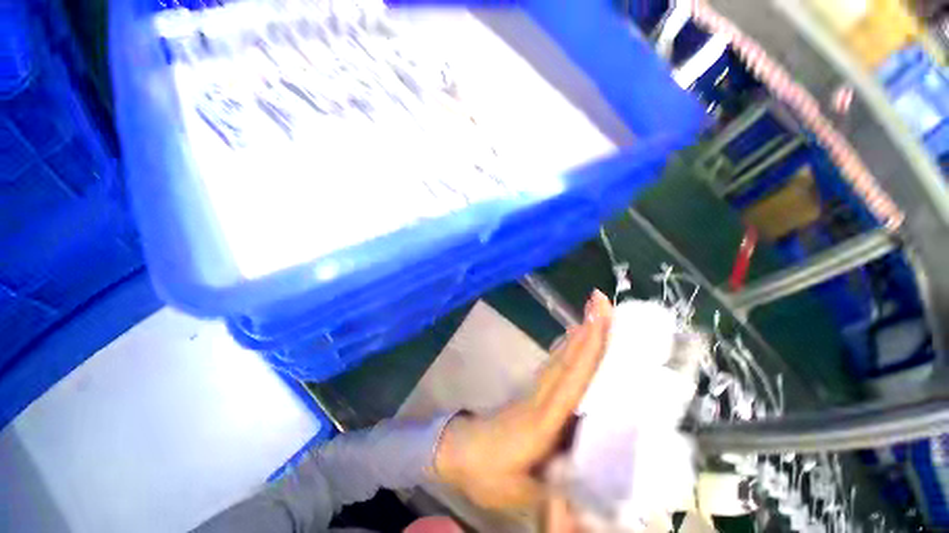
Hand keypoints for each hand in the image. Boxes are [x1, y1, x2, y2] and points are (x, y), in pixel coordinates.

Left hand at [434, 290, 612, 510]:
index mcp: (541, 420)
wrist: (459, 451)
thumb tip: (592, 479)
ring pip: (561, 358)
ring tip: (594, 312)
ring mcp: (536, 392)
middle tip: (600, 301)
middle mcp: (541, 398)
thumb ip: (556, 487)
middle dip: (587, 329)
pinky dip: (567, 348)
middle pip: (567, 360)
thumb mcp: (519, 491)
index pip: (570, 380)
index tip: (600, 322)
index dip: (587, 352)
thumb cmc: (487, 473)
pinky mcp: (533, 392)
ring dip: (578, 334)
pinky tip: (574, 338)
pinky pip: (554, 365)